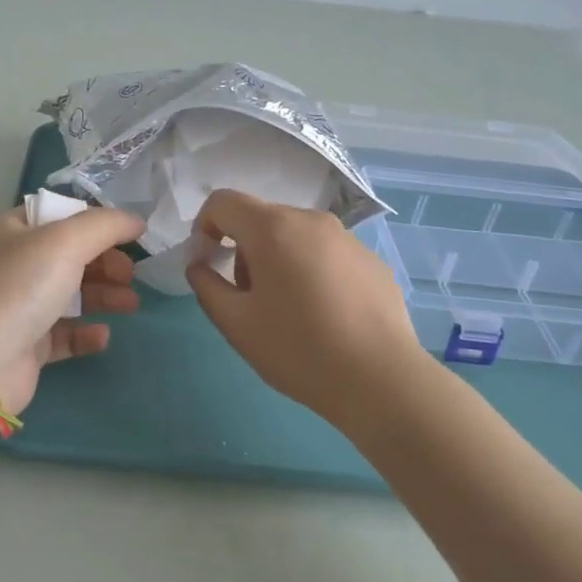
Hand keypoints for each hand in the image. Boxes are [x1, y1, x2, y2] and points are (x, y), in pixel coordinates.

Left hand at [0, 204, 144, 415]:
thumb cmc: (19, 289)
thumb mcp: (65, 241)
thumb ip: (105, 225)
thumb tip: (136, 220)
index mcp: (14, 230)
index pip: (62, 215)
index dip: (97, 222)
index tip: (131, 236)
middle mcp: (14, 264)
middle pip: (71, 255)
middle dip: (106, 262)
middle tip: (131, 275)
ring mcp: (18, 306)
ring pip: (71, 294)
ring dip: (104, 295)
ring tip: (131, 305)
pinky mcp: (26, 344)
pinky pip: (63, 333)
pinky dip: (85, 332)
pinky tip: (102, 335)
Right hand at [185, 189, 435, 424]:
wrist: (380, 379)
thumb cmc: (298, 349)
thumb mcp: (236, 324)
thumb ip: (206, 286)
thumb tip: (200, 265)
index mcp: (273, 228)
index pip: (223, 202)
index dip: (204, 227)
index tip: (209, 263)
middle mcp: (311, 220)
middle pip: (261, 219)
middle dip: (244, 250)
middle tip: (250, 299)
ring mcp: (347, 238)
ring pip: (296, 236)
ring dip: (279, 261)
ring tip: (290, 311)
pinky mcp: (371, 260)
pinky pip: (327, 254)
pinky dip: (313, 272)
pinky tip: (326, 316)